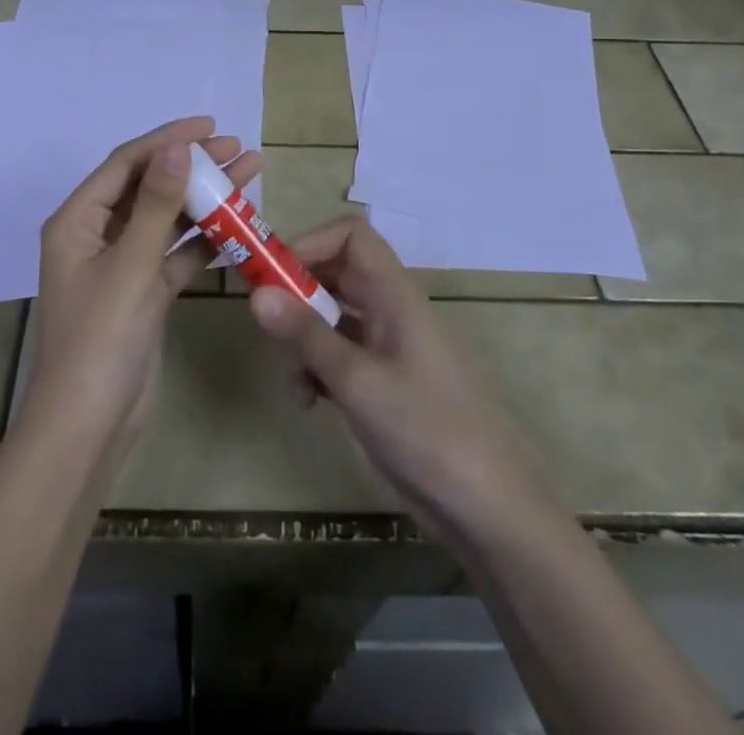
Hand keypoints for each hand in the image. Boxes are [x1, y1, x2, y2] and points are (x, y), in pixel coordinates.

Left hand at [20, 116, 260, 464]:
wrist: (89, 426)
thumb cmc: (100, 338)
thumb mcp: (131, 264)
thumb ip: (156, 204)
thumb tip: (175, 145)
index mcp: (77, 221)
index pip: (126, 164)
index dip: (167, 139)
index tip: (210, 126)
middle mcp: (97, 235)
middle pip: (149, 186)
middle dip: (192, 166)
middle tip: (238, 149)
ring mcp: (121, 264)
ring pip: (166, 219)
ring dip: (204, 199)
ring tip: (249, 174)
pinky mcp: (143, 291)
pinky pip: (175, 253)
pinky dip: (203, 239)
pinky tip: (238, 224)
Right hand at [247, 217, 539, 540]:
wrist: (487, 508)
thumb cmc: (427, 430)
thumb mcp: (358, 380)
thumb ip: (306, 334)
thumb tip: (256, 293)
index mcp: (394, 295)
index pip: (352, 236)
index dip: (311, 242)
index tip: (273, 272)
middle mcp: (391, 311)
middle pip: (337, 274)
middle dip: (298, 292)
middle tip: (265, 320)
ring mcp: (388, 349)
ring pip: (333, 318)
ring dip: (304, 339)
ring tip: (294, 378)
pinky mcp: (383, 384)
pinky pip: (340, 356)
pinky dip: (318, 370)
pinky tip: (310, 402)